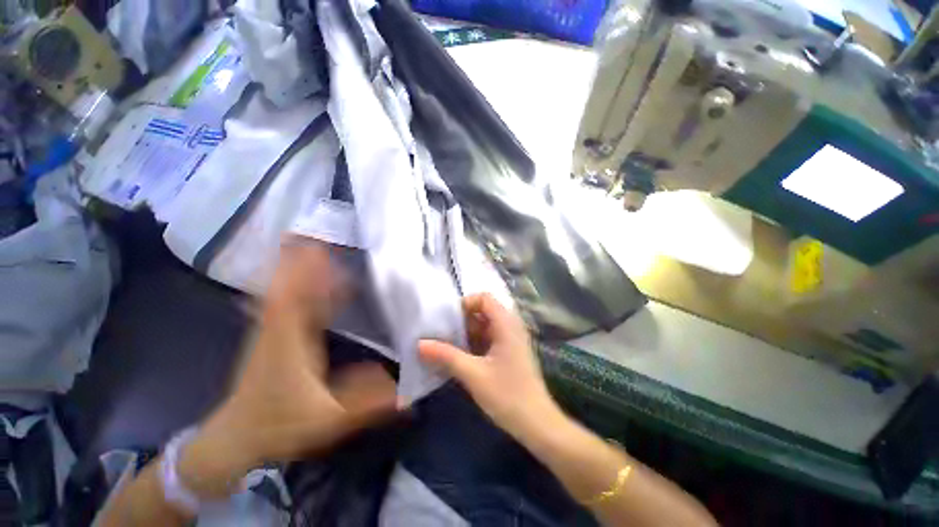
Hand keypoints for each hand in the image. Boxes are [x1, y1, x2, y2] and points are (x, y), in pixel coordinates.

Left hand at [179, 241, 396, 498]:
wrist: (236, 437)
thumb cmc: (280, 426)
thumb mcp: (328, 420)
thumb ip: (367, 404)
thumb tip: (405, 390)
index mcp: (290, 344)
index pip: (297, 299)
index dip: (307, 271)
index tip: (321, 246)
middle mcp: (277, 329)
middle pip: (287, 285)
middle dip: (300, 257)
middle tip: (318, 232)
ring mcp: (271, 329)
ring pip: (282, 289)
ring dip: (295, 266)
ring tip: (314, 243)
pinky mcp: (271, 333)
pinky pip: (282, 300)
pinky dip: (292, 282)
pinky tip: (306, 274)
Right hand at [418, 294, 560, 439]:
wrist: (537, 424)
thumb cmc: (507, 395)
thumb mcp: (473, 374)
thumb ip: (446, 356)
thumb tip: (419, 344)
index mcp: (506, 324)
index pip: (484, 298)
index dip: (465, 304)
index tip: (448, 320)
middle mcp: (511, 326)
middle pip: (484, 311)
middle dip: (462, 320)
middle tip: (443, 333)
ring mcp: (511, 340)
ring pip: (485, 326)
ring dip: (467, 333)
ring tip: (446, 345)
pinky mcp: (510, 353)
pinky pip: (489, 339)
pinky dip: (474, 343)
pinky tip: (460, 357)